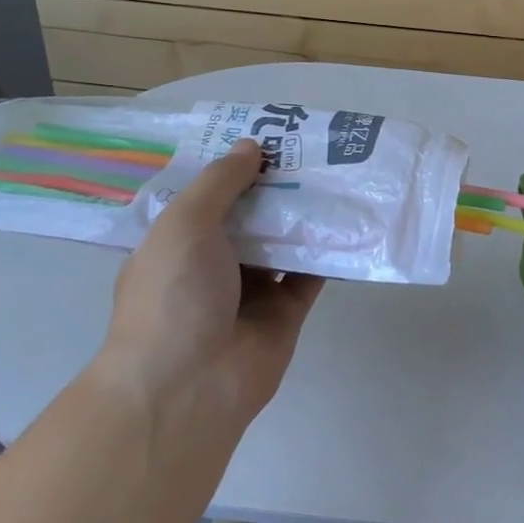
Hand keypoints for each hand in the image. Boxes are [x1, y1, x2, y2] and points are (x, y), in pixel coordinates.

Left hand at [95, 140, 323, 439]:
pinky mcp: (285, 313)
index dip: (234, 166)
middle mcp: (212, 264)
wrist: (189, 387)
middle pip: (250, 215)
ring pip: (283, 242)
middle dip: (276, 185)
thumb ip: (220, 183)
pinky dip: (327, 251)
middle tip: (312, 148)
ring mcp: (250, 290)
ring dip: (305, 214)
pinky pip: (310, 274)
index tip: (267, 135)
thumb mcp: (184, 225)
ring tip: (338, 174)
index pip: (208, 196)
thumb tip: (252, 145)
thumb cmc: (173, 296)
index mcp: (178, 243)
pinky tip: (350, 219)